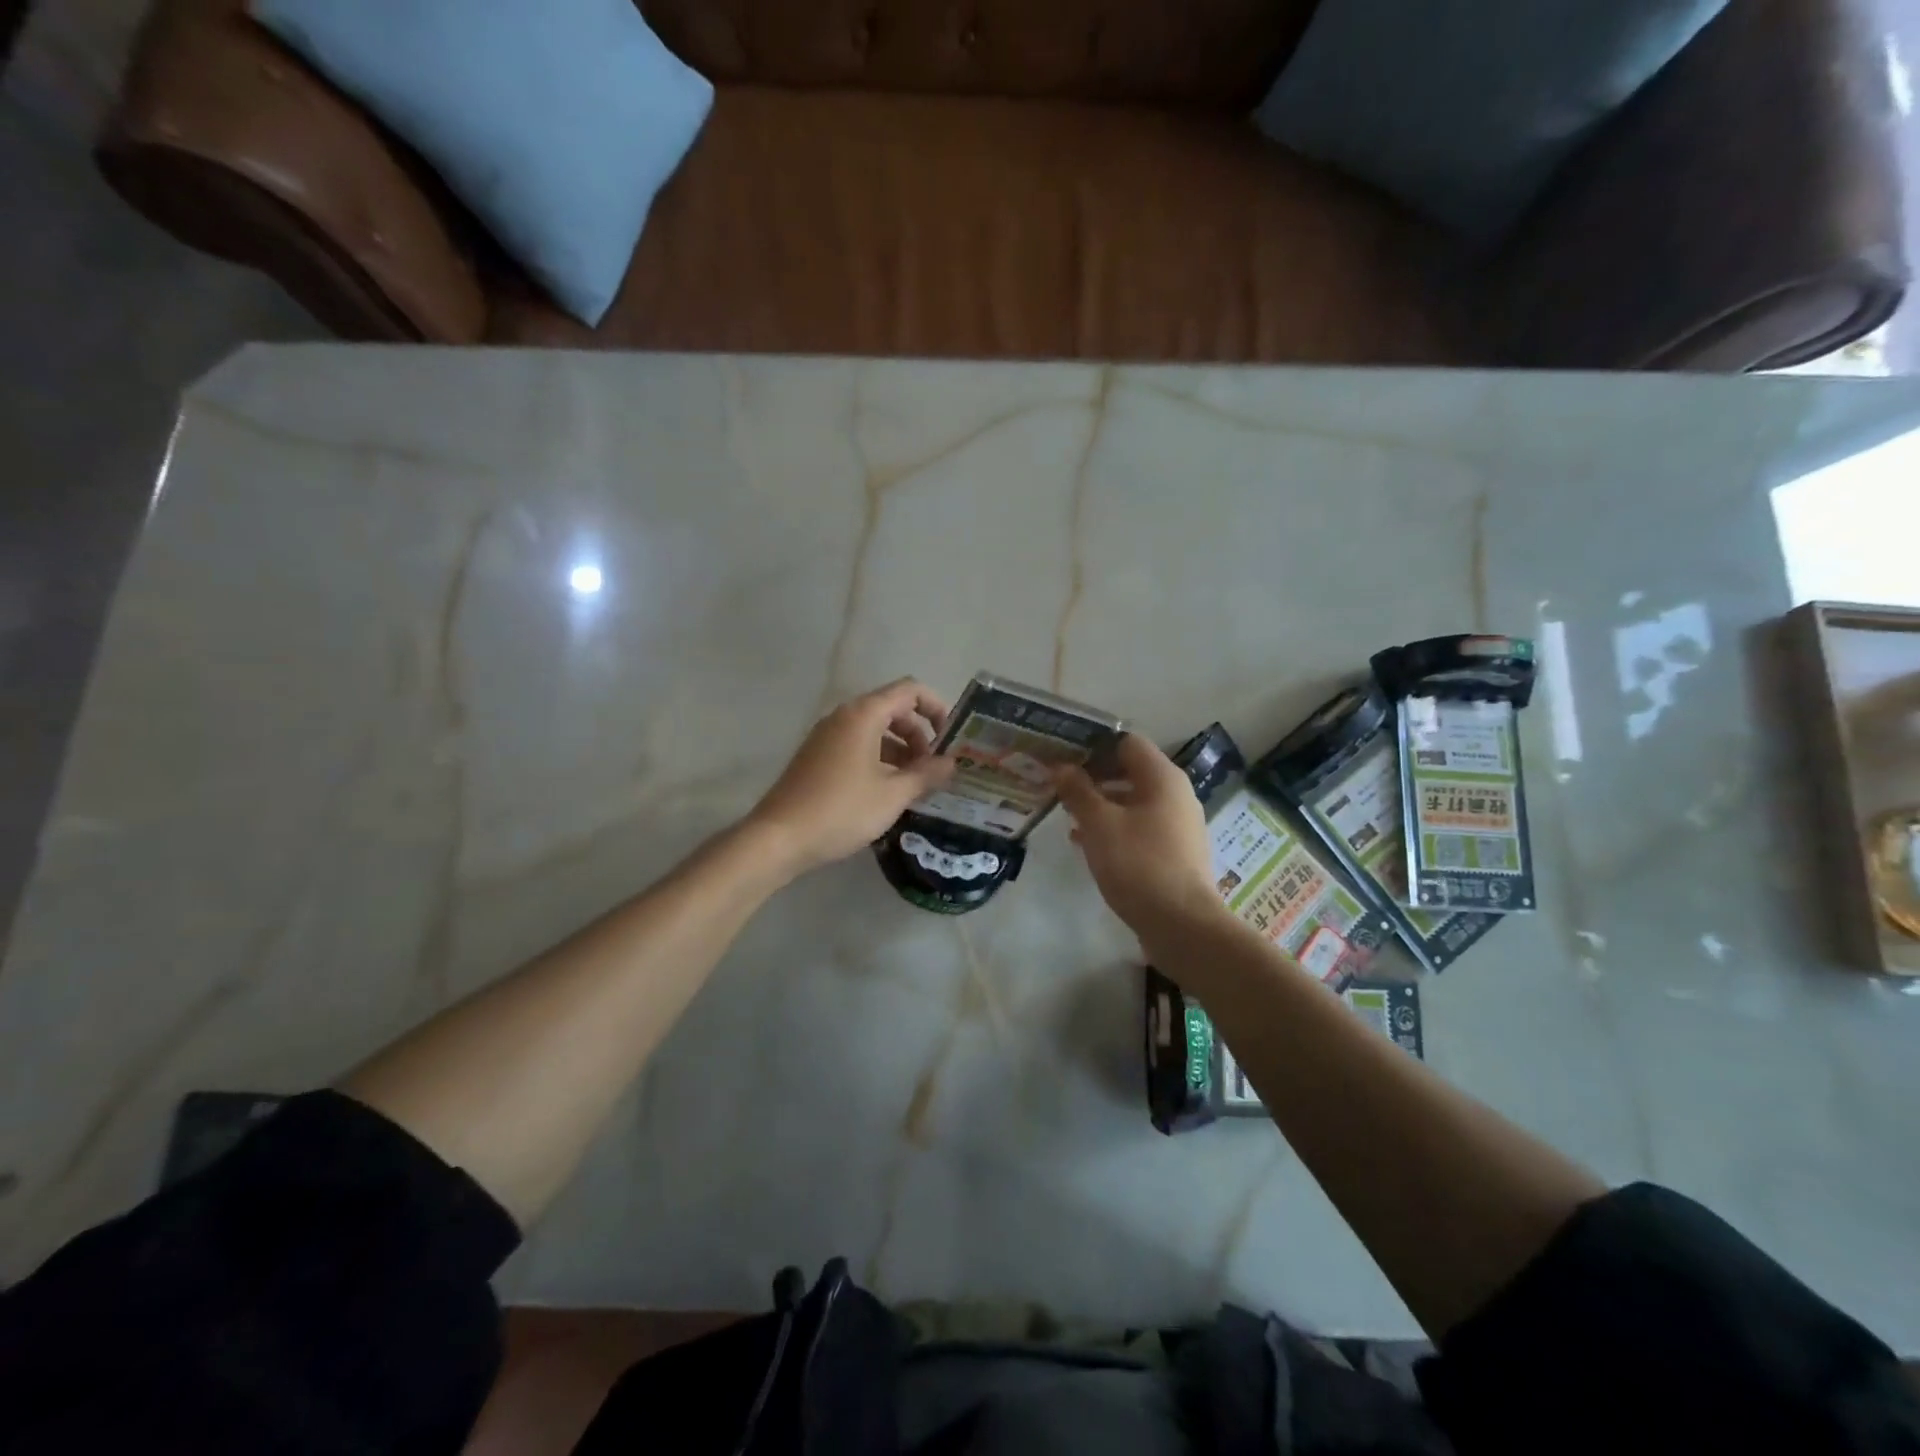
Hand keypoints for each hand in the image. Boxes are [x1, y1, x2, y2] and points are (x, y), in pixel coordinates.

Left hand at [748, 679, 956, 877]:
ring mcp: (827, 736)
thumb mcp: (893, 794)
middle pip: (893, 709)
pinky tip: (886, 792)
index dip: (936, 708)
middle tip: (933, 769)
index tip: (950, 740)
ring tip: (913, 785)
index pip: (910, 690)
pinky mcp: (817, 756)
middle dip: (919, 735)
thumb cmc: (842, 810)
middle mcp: (843, 716)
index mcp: (864, 714)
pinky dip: (879, 759)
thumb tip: (951, 763)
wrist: (779, 837)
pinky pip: (857, 746)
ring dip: (900, 751)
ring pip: (875, 730)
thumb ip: (927, 774)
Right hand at [1055, 734, 1222, 947]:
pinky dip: (1115, 828)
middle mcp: (1176, 795)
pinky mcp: (1175, 853)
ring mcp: (1179, 825)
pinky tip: (1087, 844)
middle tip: (1060, 787)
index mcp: (1163, 778)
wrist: (1182, 925)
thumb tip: (1061, 767)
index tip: (1064, 759)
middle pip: (1131, 771)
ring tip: (1068, 817)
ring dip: (1101, 805)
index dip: (1094, 746)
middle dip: (1094, 777)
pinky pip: (1140, 827)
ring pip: (1134, 802)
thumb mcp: (1099, 824)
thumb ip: (1078, 791)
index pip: (1127, 743)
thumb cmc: (1138, 864)